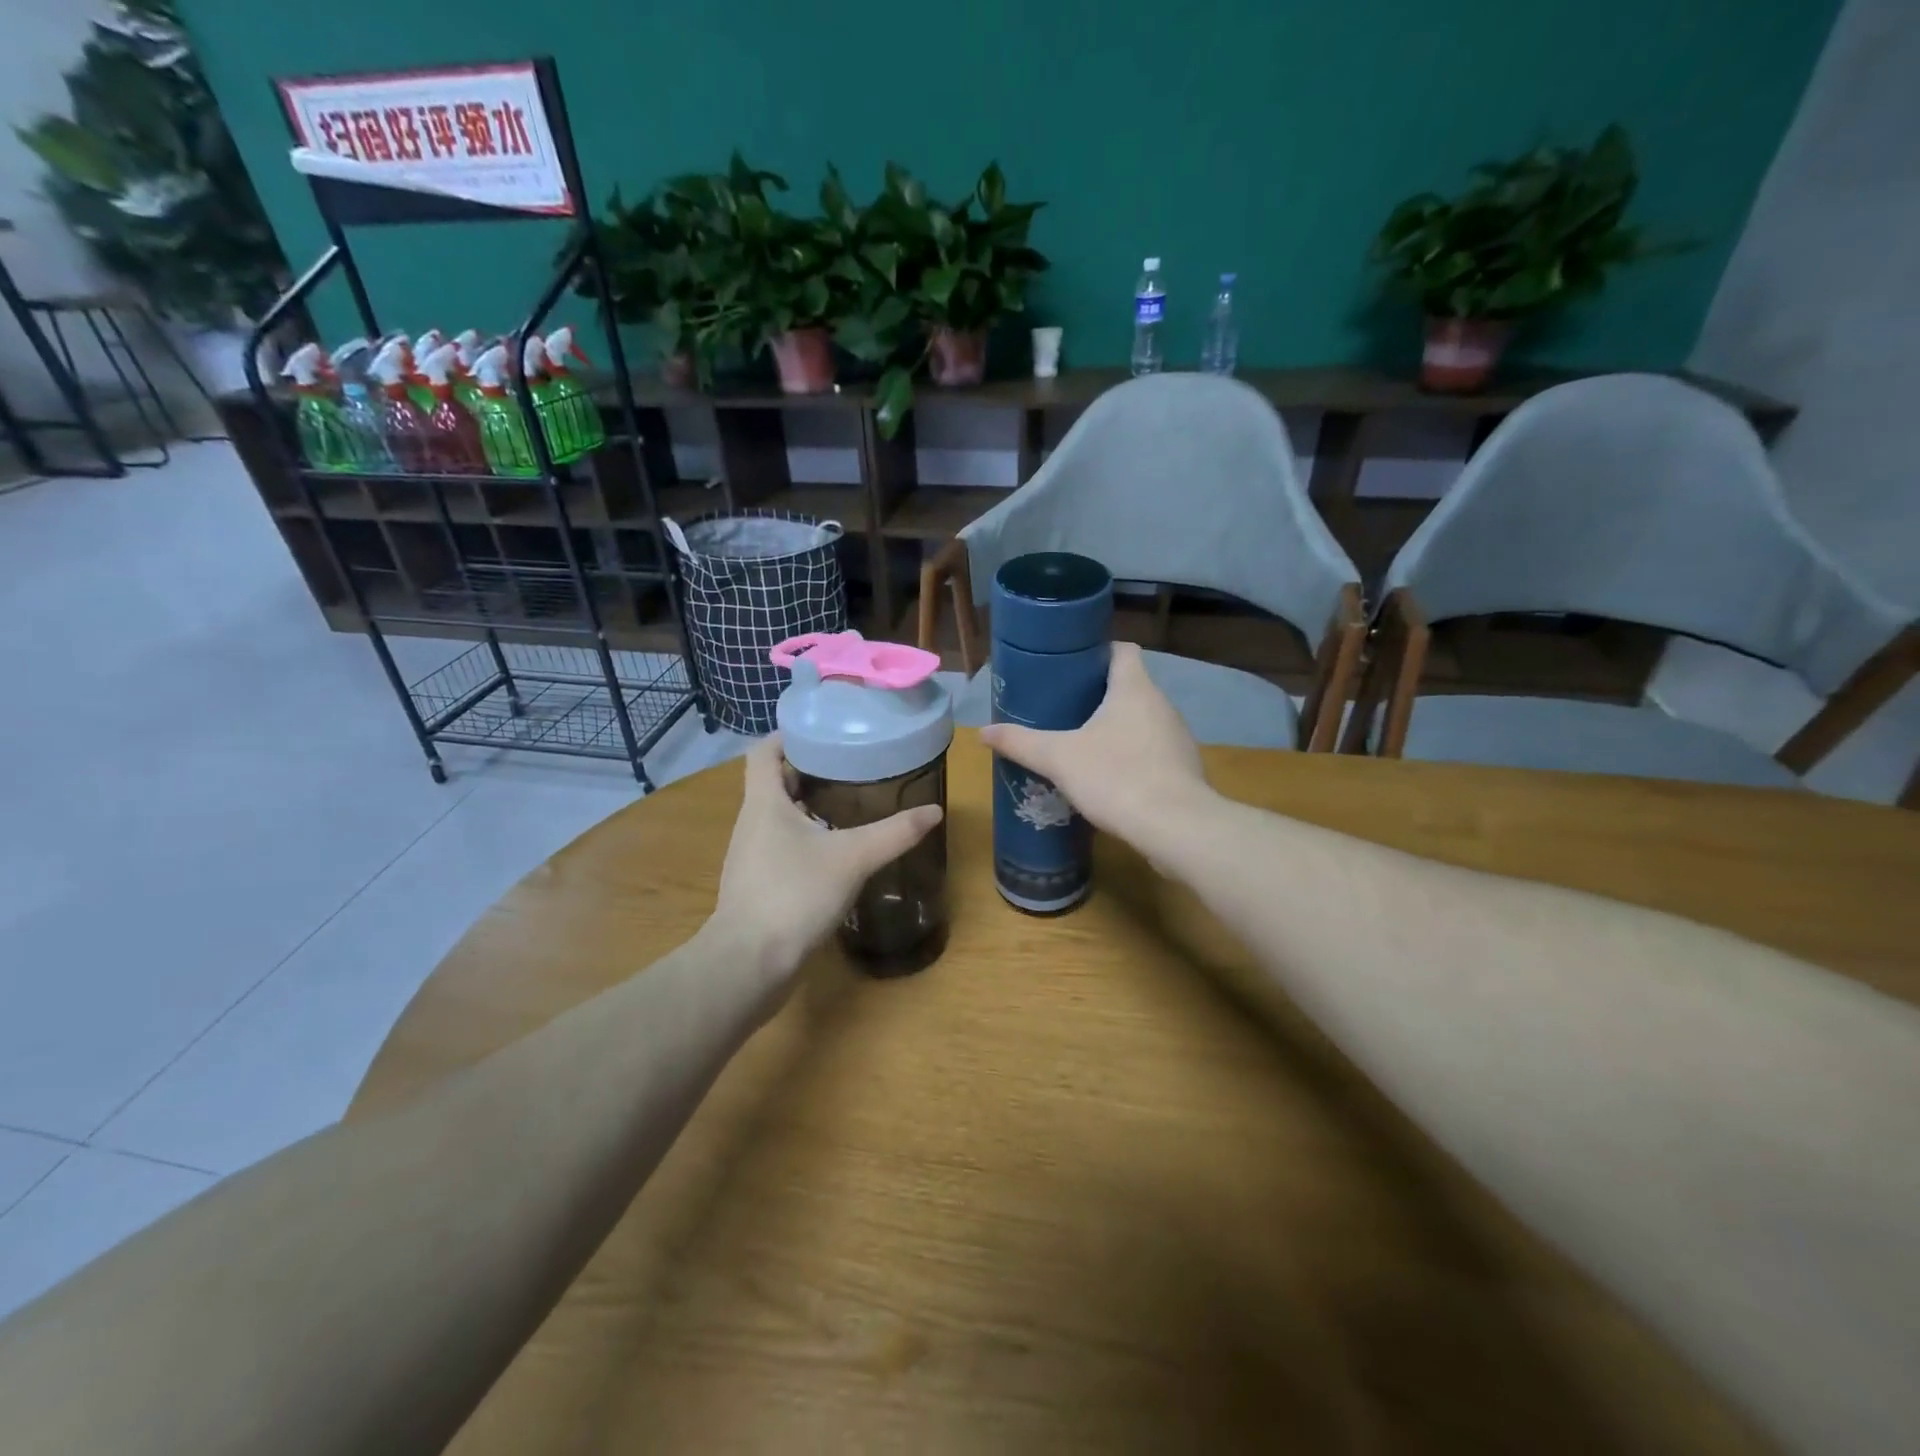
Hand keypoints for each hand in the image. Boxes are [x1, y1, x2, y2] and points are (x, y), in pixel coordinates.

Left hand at [712, 735, 943, 991]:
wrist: (750, 964)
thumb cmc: (794, 895)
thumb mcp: (852, 858)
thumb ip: (895, 833)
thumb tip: (934, 811)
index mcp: (764, 802)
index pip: (764, 751)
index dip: (790, 735)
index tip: (825, 732)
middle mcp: (752, 823)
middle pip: (775, 781)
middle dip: (811, 770)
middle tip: (852, 766)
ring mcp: (751, 856)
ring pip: (779, 816)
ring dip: (809, 806)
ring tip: (850, 804)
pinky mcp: (758, 884)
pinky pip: (782, 847)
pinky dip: (807, 839)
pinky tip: (836, 852)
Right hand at [980, 641, 1215, 857]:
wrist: (1175, 828)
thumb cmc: (1115, 777)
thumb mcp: (1058, 759)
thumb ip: (1020, 743)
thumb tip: (982, 733)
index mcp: (1134, 688)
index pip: (1122, 650)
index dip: (1098, 652)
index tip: (1070, 667)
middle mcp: (1162, 704)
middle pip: (1130, 685)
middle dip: (1098, 695)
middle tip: (1063, 708)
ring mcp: (1177, 737)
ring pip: (1142, 719)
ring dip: (1116, 727)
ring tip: (1083, 742)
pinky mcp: (1184, 768)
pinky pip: (1153, 750)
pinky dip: (1132, 754)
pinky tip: (1110, 776)